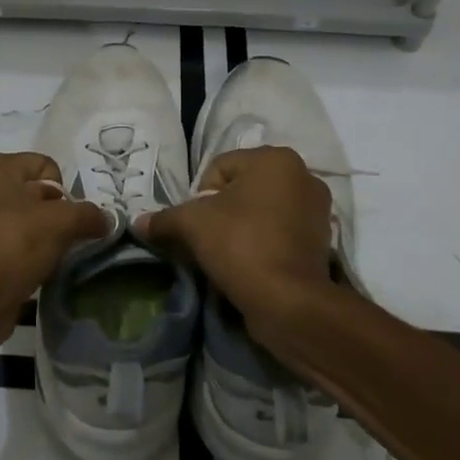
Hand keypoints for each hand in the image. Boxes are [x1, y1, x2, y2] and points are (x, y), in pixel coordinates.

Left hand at [0, 152, 111, 358]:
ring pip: (19, 219)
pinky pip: (5, 241)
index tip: (67, 220)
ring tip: (47, 258)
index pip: (45, 166)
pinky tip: (30, 269)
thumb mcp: (61, 223)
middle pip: (32, 192)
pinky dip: (20, 252)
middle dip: (53, 215)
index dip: (64, 192)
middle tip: (62, 240)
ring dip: (38, 236)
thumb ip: (89, 214)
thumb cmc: (12, 246)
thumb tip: (106, 220)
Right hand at [135, 146, 349, 348]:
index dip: (200, 196)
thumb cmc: (241, 245)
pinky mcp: (322, 240)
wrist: (289, 301)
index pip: (219, 168)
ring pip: (261, 211)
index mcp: (275, 158)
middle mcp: (303, 175)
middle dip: (222, 212)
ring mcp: (317, 209)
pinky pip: (280, 232)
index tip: (198, 225)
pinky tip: (250, 264)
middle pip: (242, 188)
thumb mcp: (191, 225)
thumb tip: (138, 223)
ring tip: (229, 255)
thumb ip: (164, 218)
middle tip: (209, 240)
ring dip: (242, 228)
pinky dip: (263, 243)